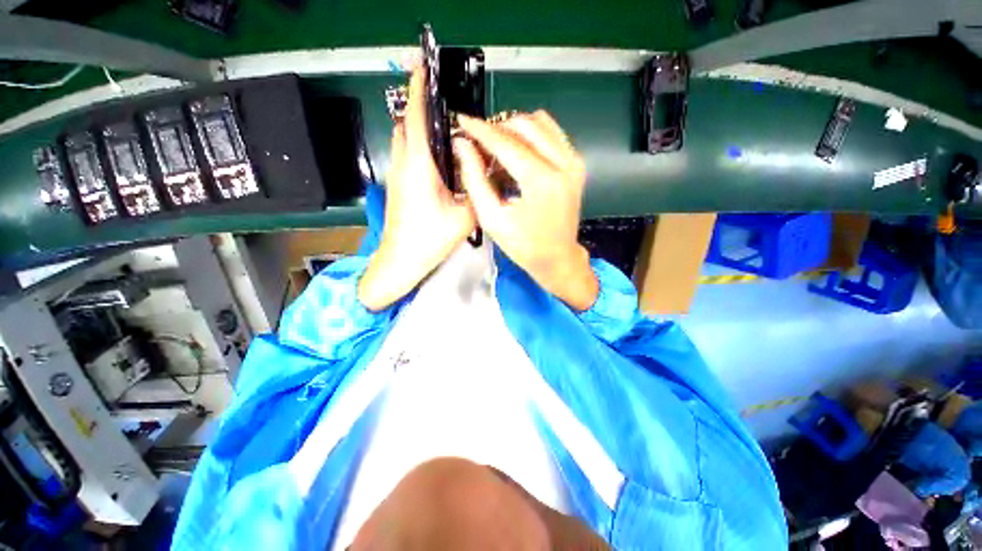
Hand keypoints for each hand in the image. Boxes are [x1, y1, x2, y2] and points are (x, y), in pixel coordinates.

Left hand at [358, 66, 475, 310]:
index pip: (414, 118)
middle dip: (419, 109)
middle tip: (443, 107)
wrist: (400, 261)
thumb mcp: (464, 219)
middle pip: (406, 125)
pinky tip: (438, 161)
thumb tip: (488, 175)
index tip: (423, 68)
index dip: (418, 90)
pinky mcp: (397, 186)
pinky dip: (417, 146)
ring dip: (418, 128)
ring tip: (443, 132)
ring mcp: (396, 175)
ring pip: (403, 140)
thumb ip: (479, 193)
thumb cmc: (429, 240)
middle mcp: (403, 165)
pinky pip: (405, 155)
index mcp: (419, 168)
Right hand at [454, 111, 597, 310]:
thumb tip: (462, 145)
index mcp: (541, 180)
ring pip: (541, 123)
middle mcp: (563, 164)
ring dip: (515, 129)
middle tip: (480, 143)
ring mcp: (574, 162)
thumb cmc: (523, 245)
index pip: (506, 142)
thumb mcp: (492, 218)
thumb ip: (474, 179)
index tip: (462, 121)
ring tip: (498, 148)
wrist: (557, 258)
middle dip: (498, 128)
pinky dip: (532, 135)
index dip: (480, 130)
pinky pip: (552, 134)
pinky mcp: (577, 164)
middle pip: (525, 125)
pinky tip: (519, 152)